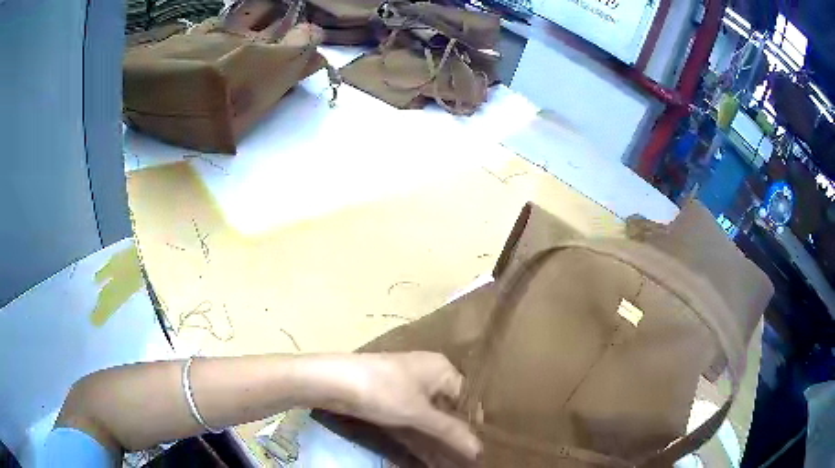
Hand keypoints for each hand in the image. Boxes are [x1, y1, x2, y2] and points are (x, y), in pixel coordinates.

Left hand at [315, 352, 480, 460]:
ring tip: (449, 464)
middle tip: (465, 461)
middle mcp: (428, 377)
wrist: (333, 381)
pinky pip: (413, 423)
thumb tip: (480, 450)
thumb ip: (451, 432)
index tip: (479, 449)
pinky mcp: (391, 402)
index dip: (473, 425)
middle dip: (455, 438)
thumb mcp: (419, 413)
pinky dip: (420, 439)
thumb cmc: (383, 390)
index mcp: (441, 370)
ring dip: (438, 442)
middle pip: (448, 412)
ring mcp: (408, 390)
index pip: (467, 400)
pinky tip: (428, 458)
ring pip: (430, 420)